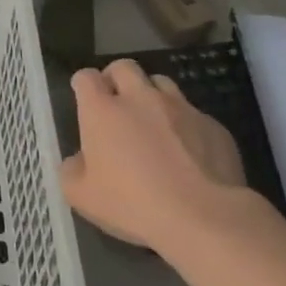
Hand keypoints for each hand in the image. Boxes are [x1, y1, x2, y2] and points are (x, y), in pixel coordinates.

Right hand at [60, 59, 257, 248]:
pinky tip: (187, 153)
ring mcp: (180, 108)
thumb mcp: (81, 196)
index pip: (86, 77)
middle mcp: (140, 98)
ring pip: (162, 83)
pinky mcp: (213, 125)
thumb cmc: (132, 204)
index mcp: (102, 110)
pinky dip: (184, 125)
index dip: (83, 86)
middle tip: (116, 104)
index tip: (85, 103)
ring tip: (153, 123)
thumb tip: (79, 160)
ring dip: (152, 95)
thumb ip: (72, 170)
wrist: (204, 218)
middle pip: (124, 67)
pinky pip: (193, 114)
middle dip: (116, 79)